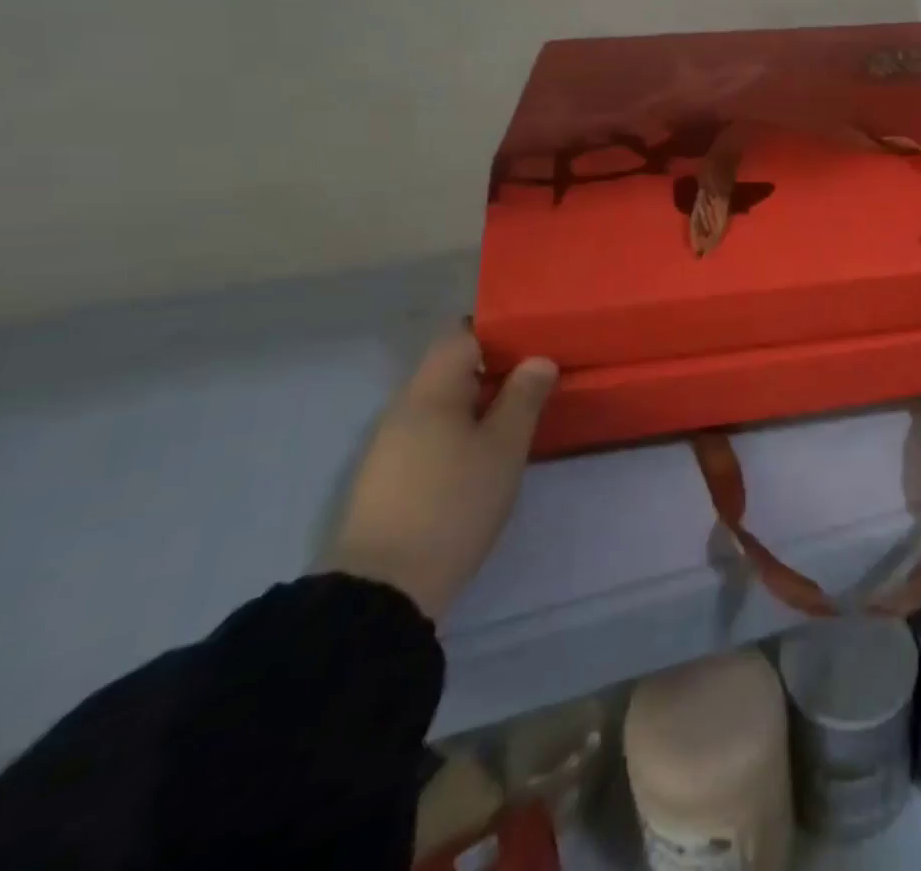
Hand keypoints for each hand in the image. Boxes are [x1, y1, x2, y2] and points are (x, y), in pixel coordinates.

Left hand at [326, 325, 558, 621]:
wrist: (382, 589)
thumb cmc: (453, 504)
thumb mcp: (503, 448)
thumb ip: (523, 398)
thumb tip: (539, 359)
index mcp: (431, 390)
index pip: (460, 334)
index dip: (496, 330)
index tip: (533, 341)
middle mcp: (403, 407)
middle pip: (449, 368)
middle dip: (492, 368)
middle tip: (536, 379)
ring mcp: (389, 444)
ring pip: (440, 403)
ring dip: (476, 402)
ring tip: (516, 416)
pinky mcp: (386, 477)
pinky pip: (428, 432)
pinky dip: (458, 430)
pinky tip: (481, 454)